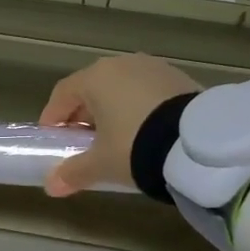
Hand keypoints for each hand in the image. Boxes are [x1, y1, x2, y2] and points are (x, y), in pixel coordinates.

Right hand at [38, 54, 200, 196]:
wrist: (198, 144)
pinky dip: (139, 107)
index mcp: (96, 77)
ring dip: (113, 109)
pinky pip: (147, 91)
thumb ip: (73, 172)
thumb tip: (51, 186)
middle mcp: (122, 64)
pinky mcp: (179, 77)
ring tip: (116, 137)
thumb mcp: (101, 164)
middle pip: (92, 87)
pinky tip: (145, 130)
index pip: (63, 93)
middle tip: (83, 140)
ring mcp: (153, 67)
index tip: (53, 137)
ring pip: (122, 87)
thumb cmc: (136, 145)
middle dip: (84, 113)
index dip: (53, 116)